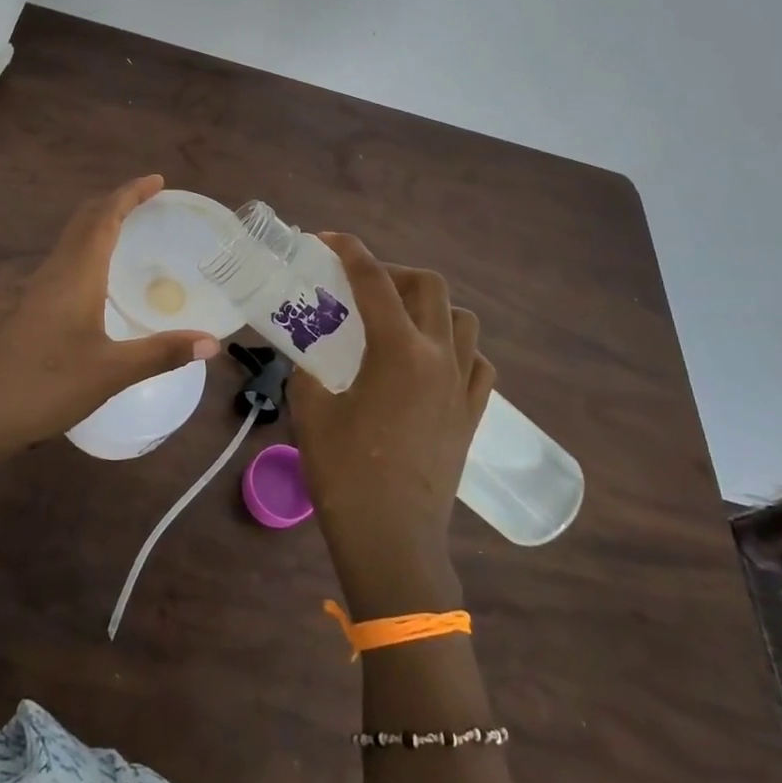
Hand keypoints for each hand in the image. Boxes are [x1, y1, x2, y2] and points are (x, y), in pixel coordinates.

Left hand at [0, 175, 221, 461]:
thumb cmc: (47, 386)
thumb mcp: (112, 372)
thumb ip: (162, 353)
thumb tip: (212, 342)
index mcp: (76, 274)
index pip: (104, 218)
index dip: (129, 194)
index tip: (157, 180)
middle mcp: (56, 272)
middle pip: (84, 220)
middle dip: (115, 202)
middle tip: (149, 199)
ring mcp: (39, 290)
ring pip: (72, 240)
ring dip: (100, 223)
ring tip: (131, 228)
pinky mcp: (32, 309)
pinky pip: (66, 261)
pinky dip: (89, 249)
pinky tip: (101, 277)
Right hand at [290, 234, 494, 618]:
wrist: (393, 542)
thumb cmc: (345, 475)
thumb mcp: (310, 412)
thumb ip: (306, 369)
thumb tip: (305, 352)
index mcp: (398, 351)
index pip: (374, 281)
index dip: (349, 251)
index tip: (327, 240)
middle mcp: (439, 357)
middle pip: (430, 286)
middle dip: (393, 273)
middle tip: (361, 288)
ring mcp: (462, 386)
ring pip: (462, 319)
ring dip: (430, 307)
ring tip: (397, 323)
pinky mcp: (472, 415)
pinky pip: (477, 362)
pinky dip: (456, 348)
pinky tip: (430, 363)